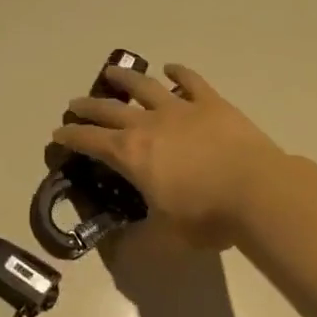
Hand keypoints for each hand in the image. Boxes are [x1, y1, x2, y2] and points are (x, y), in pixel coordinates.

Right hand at [53, 63, 283, 248]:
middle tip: (75, 103)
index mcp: (131, 155)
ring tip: (112, 72)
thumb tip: (118, 248)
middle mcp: (149, 125)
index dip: (71, 137)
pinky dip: (178, 72)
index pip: (90, 141)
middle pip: (110, 110)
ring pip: (144, 87)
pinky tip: (171, 68)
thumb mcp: (166, 238)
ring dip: (125, 79)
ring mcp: (181, 109)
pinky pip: (190, 81)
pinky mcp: (211, 103)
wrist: (257, 191)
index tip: (58, 133)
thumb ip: (139, 242)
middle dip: (88, 106)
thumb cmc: (207, 216)